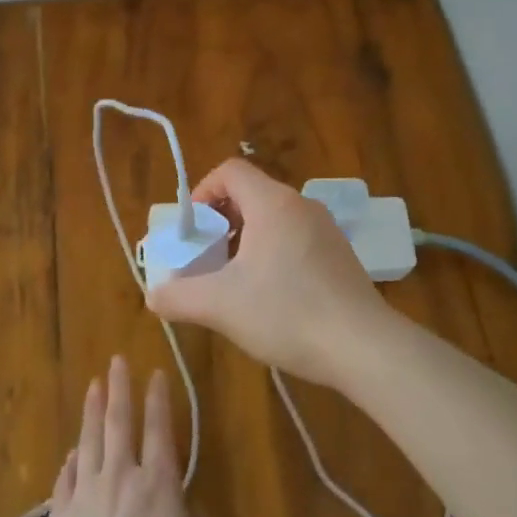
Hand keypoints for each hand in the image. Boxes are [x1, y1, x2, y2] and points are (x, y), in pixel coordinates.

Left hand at [38, 357, 215, 516]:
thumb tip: (194, 511)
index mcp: (159, 486)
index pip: (160, 430)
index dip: (159, 400)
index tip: (156, 374)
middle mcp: (122, 478)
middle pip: (120, 423)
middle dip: (121, 389)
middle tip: (116, 361)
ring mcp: (86, 495)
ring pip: (89, 441)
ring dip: (92, 411)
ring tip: (93, 386)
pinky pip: (66, 478)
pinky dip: (71, 460)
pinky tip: (73, 451)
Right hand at [145, 158, 391, 387]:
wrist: (363, 345)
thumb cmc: (287, 313)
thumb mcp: (221, 306)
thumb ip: (178, 297)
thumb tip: (154, 295)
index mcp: (273, 203)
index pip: (229, 171)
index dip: (202, 193)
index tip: (192, 232)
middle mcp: (301, 205)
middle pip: (251, 194)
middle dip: (221, 222)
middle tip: (206, 259)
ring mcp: (326, 229)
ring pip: (273, 219)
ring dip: (246, 240)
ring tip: (234, 281)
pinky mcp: (339, 254)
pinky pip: (295, 239)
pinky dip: (273, 253)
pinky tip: (271, 296)